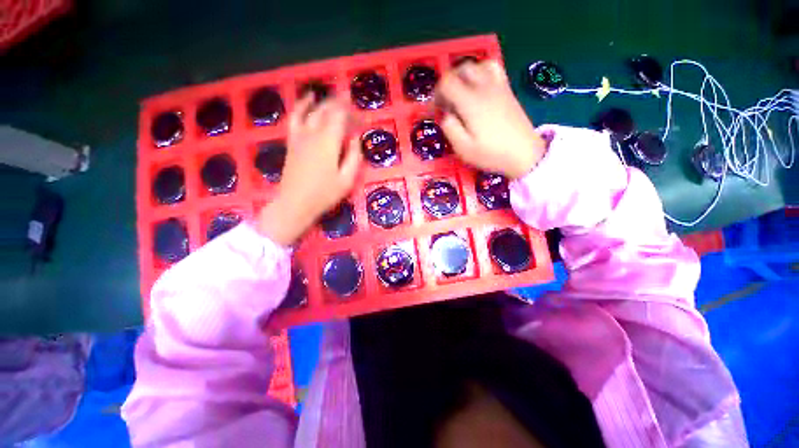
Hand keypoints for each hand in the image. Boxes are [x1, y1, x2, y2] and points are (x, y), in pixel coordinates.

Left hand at [257, 96, 361, 244]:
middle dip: (342, 106)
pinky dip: (302, 105)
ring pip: (313, 110)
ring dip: (326, 102)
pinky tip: (308, 99)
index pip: (342, 118)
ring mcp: (299, 135)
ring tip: (337, 99)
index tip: (364, 118)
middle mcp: (313, 133)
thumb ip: (354, 157)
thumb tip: (355, 139)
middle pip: (327, 111)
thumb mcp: (347, 179)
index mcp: (328, 142)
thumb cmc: (324, 194)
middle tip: (354, 108)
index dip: (354, 114)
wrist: (295, 203)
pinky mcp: (292, 141)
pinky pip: (295, 117)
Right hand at [435, 60, 546, 178]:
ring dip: (465, 75)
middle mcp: (484, 88)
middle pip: (461, 69)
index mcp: (470, 102)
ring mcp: (498, 86)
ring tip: (461, 92)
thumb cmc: (491, 154)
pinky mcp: (507, 90)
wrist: (524, 154)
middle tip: (446, 102)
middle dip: (448, 82)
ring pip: (478, 65)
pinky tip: (479, 89)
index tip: (436, 109)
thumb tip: (445, 114)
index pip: (447, 82)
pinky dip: (481, 72)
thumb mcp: (463, 149)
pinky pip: (493, 69)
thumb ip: (449, 128)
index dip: (436, 93)